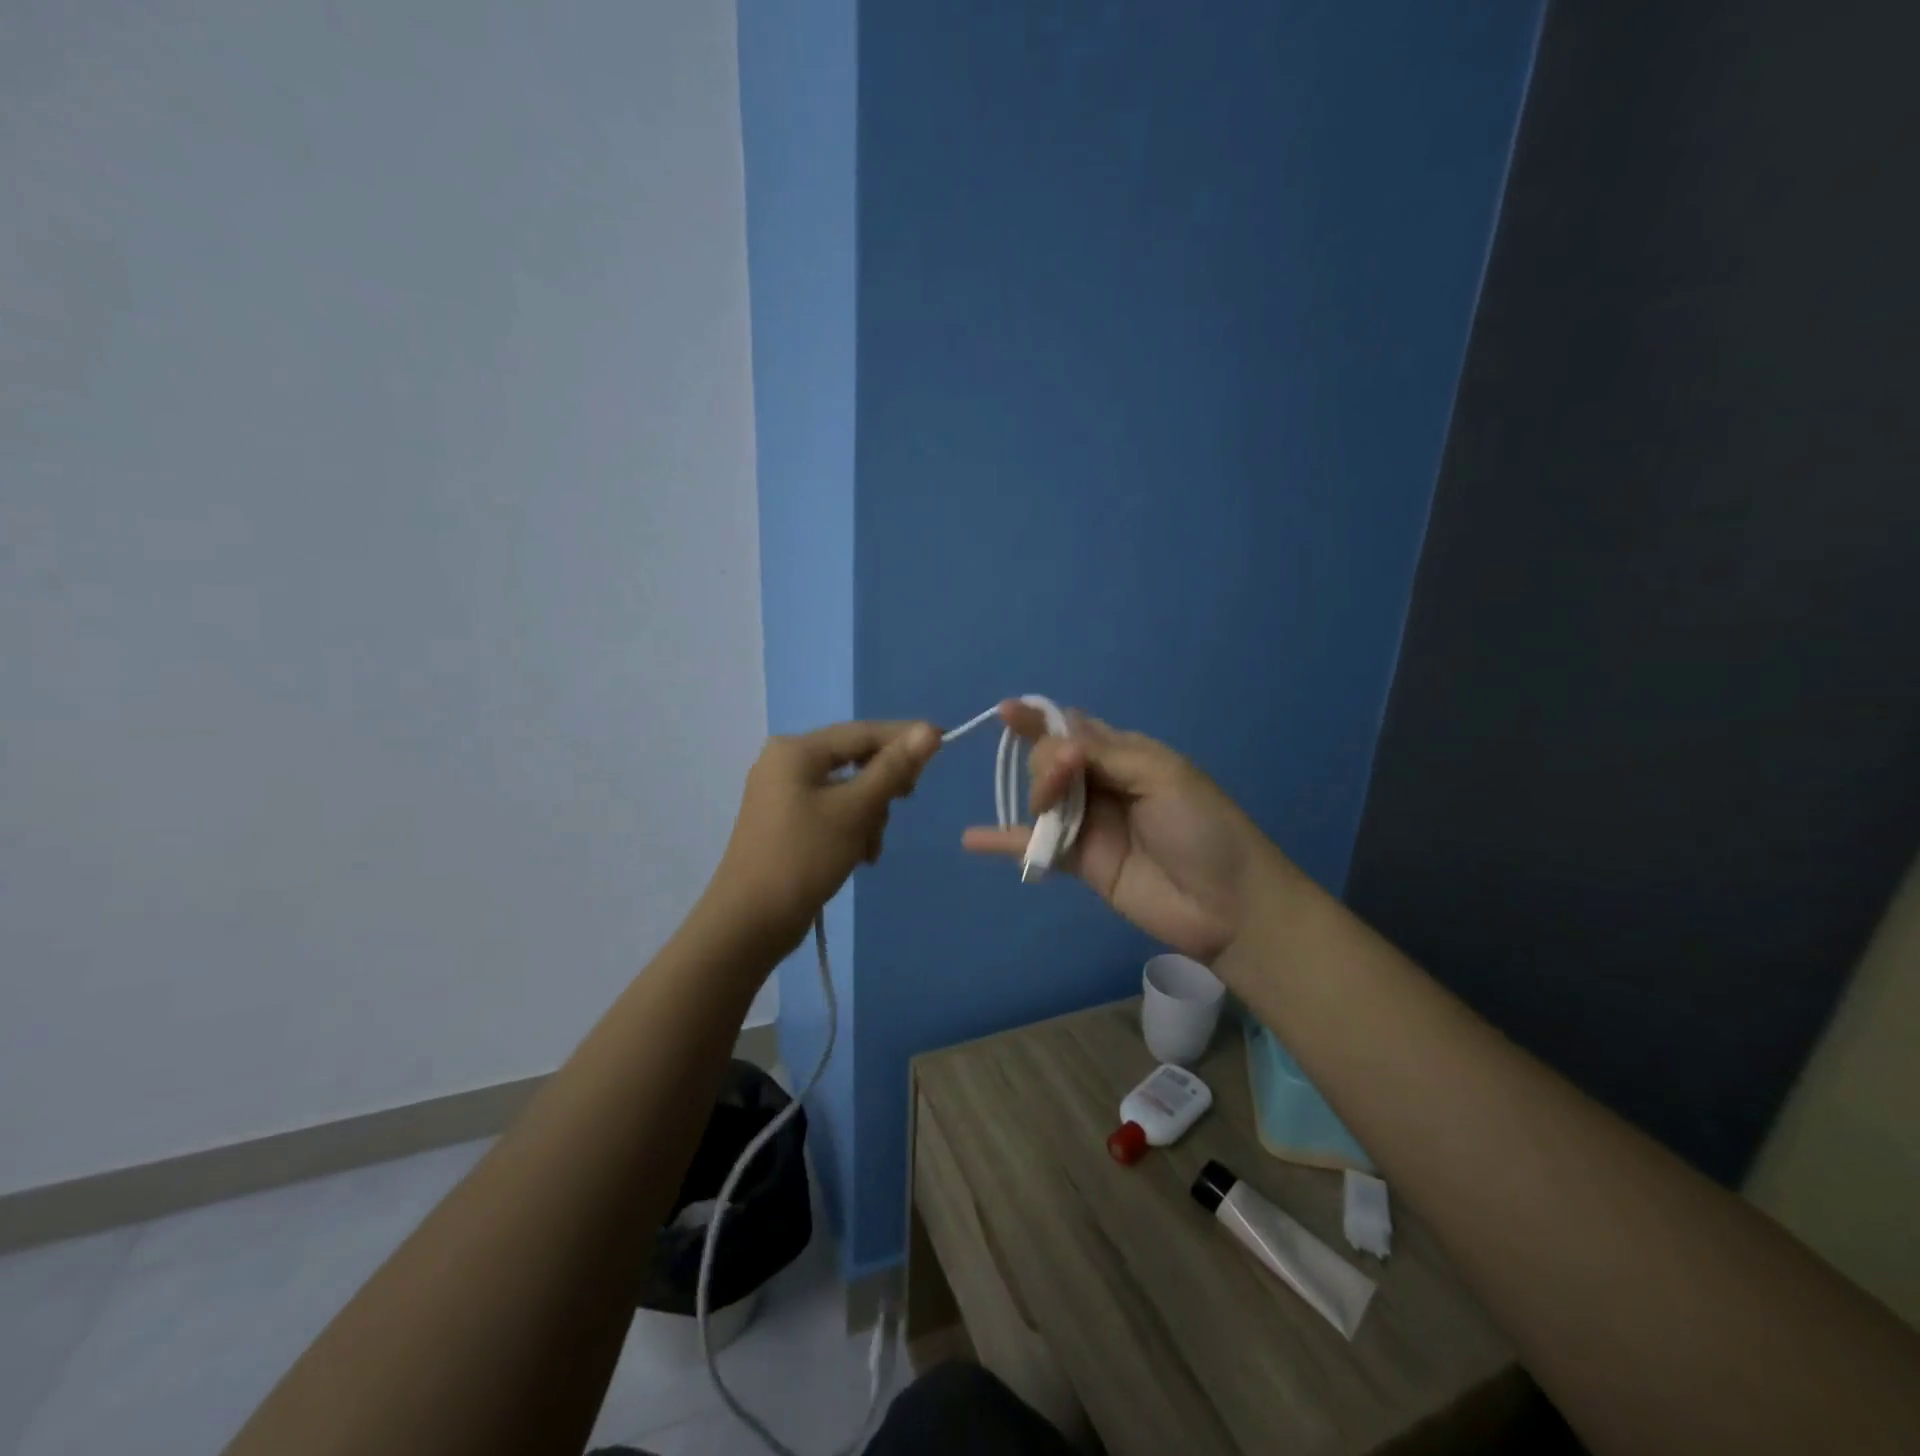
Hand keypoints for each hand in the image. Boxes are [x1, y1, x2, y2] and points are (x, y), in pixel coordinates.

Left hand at [712, 720, 940, 952]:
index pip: (862, 732)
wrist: (749, 923)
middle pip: (854, 759)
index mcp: (796, 751)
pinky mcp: (786, 823)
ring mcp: (783, 795)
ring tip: (870, 848)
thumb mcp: (855, 810)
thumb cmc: (803, 858)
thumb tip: (929, 730)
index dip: (905, 736)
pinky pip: (831, 811)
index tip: (944, 742)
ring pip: (847, 790)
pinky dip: (851, 828)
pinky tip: (860, 856)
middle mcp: (786, 764)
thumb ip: (893, 769)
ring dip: (869, 815)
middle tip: (906, 801)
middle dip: (882, 786)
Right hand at [961, 704, 1269, 962]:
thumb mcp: (1162, 775)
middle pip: (1050, 759)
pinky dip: (1002, 841)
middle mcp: (1101, 783)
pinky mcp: (1079, 862)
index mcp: (1126, 754)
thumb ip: (1104, 753)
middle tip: (1062, 780)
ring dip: (1033, 795)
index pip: (1074, 727)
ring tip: (1046, 812)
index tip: (1007, 712)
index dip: (1041, 719)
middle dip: (1046, 762)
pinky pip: (1034, 846)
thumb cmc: (1203, 829)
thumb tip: (1053, 741)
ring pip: (1041, 798)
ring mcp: (1087, 823)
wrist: (1227, 905)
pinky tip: (972, 838)